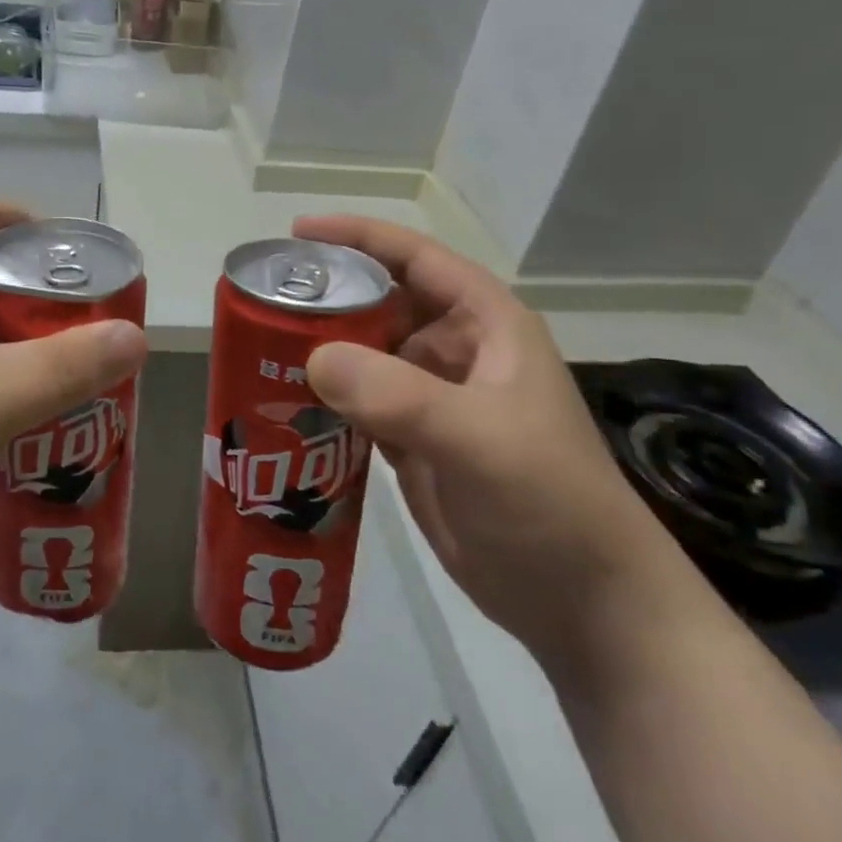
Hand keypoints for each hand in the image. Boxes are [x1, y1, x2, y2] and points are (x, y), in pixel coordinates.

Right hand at [295, 215, 675, 665]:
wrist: (585, 606)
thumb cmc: (550, 503)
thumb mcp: (479, 438)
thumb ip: (397, 395)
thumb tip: (312, 358)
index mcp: (485, 325)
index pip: (415, 258)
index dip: (358, 237)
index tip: (296, 235)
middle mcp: (456, 351)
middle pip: (379, 303)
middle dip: (326, 297)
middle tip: (263, 301)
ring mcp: (432, 399)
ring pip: (363, 354)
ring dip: (317, 349)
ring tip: (257, 348)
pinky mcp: (412, 442)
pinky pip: (356, 403)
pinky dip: (321, 399)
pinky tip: (280, 403)